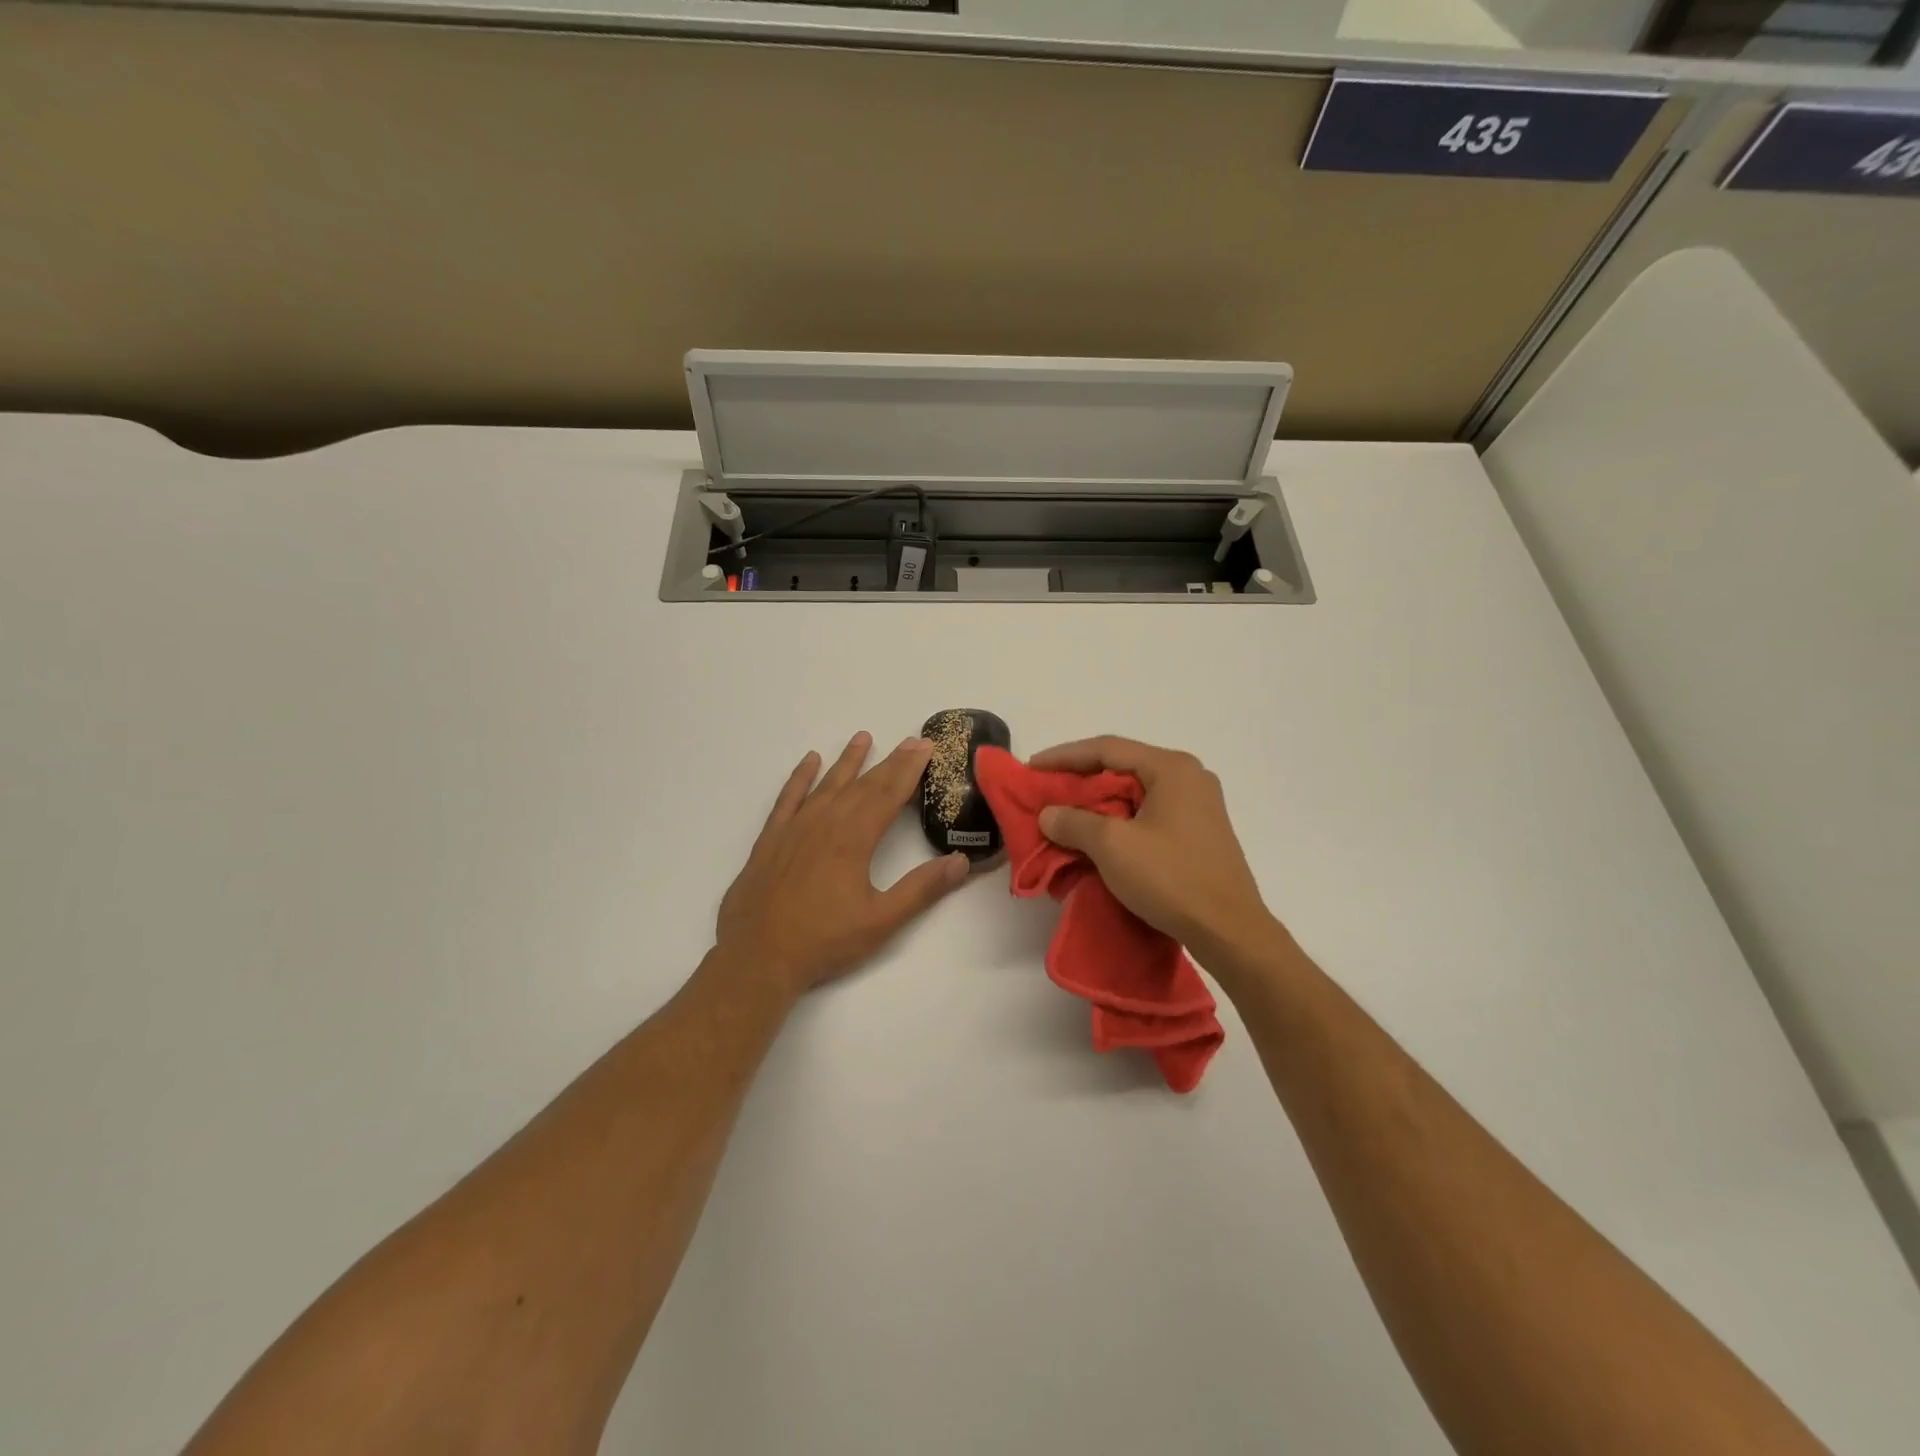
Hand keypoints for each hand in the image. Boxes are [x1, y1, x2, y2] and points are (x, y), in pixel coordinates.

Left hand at [716, 731, 970, 998]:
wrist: (757, 956)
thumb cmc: (823, 940)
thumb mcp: (881, 921)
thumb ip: (921, 889)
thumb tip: (960, 861)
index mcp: (854, 839)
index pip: (888, 795)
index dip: (909, 770)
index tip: (925, 747)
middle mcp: (825, 823)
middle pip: (863, 785)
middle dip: (889, 762)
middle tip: (910, 741)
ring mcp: (795, 827)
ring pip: (827, 784)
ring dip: (848, 761)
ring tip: (863, 737)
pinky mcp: (771, 838)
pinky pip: (788, 797)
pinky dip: (800, 777)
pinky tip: (809, 761)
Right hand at [1030, 736, 1279, 968]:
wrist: (1229, 931)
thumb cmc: (1171, 878)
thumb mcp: (1111, 846)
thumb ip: (1073, 821)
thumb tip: (1049, 814)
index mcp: (1171, 768)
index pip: (1107, 749)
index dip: (1064, 756)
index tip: (1032, 768)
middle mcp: (1189, 778)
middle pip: (1123, 768)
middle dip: (1081, 780)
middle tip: (1046, 791)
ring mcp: (1198, 806)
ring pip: (1136, 793)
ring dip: (1099, 803)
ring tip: (1066, 815)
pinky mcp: (1199, 834)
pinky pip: (1149, 814)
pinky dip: (1119, 821)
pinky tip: (1099, 837)